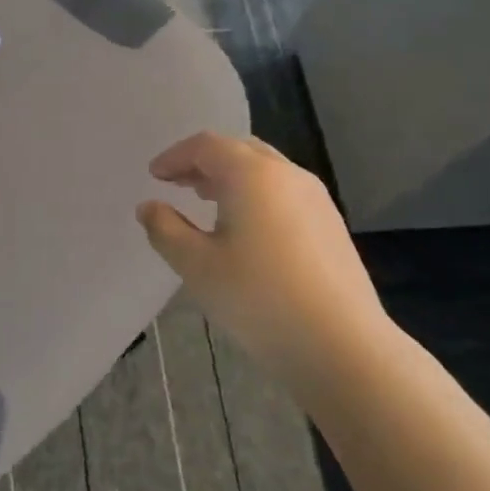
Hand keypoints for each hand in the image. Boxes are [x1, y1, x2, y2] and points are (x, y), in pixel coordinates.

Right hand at [136, 132, 389, 371]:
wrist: (340, 344)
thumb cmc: (257, 299)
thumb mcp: (196, 266)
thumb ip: (165, 230)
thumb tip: (149, 207)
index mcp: (252, 175)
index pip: (207, 146)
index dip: (175, 156)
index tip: (154, 176)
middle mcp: (287, 175)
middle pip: (239, 150)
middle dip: (204, 161)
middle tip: (177, 183)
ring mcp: (315, 199)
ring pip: (265, 170)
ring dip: (231, 177)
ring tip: (206, 201)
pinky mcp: (330, 224)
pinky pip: (284, 192)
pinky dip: (255, 195)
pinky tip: (245, 228)